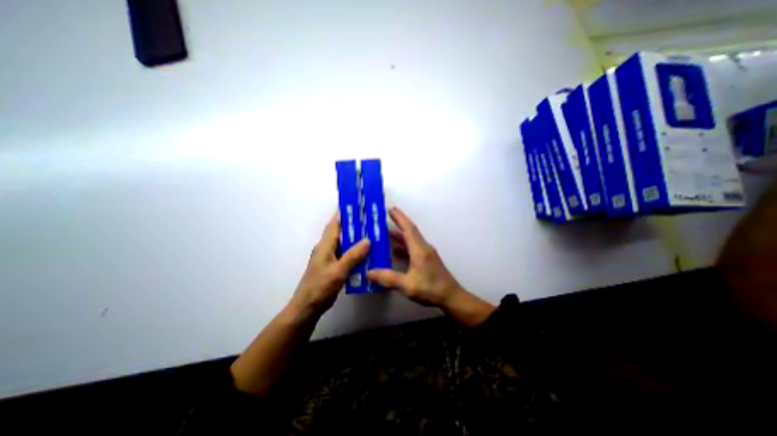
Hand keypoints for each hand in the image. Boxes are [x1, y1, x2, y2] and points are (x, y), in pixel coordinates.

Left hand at [293, 215, 370, 315]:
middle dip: (353, 226)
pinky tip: (365, 255)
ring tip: (370, 235)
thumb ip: (353, 255)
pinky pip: (345, 255)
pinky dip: (354, 252)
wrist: (308, 307)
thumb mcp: (338, 270)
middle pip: (340, 233)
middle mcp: (326, 249)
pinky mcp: (333, 267)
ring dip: (355, 240)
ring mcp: (329, 258)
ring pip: (344, 244)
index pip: (334, 224)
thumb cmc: (320, 286)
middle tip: (369, 221)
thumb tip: (367, 240)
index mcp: (325, 245)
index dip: (343, 214)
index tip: (355, 206)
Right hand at [367, 206, 463, 305]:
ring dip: (400, 234)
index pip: (409, 228)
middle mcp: (424, 247)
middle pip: (410, 231)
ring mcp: (426, 253)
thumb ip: (388, 278)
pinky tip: (395, 250)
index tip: (390, 209)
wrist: (451, 297)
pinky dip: (403, 245)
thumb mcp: (407, 285)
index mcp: (420, 250)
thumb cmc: (431, 289)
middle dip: (398, 222)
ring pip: (411, 239)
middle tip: (385, 217)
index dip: (399, 218)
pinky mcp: (427, 259)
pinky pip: (413, 247)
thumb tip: (369, 273)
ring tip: (386, 232)